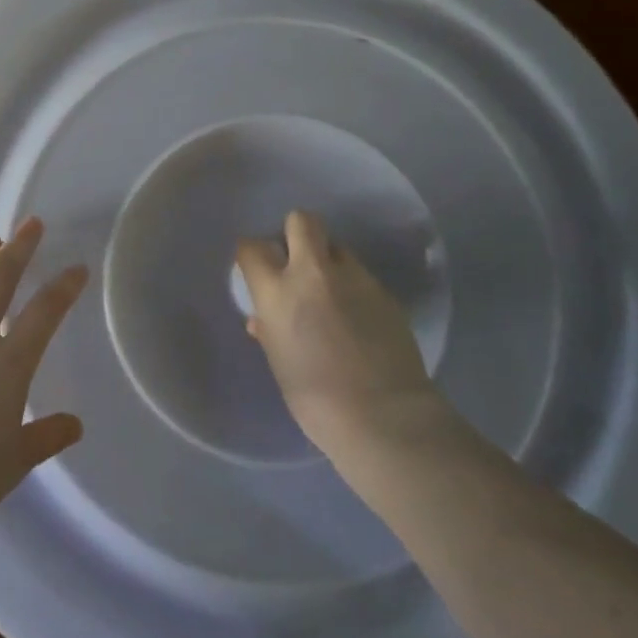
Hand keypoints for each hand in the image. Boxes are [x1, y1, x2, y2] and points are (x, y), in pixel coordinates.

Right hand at [236, 210, 443, 457]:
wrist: (383, 416)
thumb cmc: (316, 399)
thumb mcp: (280, 363)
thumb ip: (270, 331)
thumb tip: (264, 319)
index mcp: (278, 292)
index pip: (252, 248)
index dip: (252, 254)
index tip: (255, 266)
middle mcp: (315, 273)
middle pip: (302, 221)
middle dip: (295, 233)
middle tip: (296, 263)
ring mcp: (355, 279)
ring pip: (337, 248)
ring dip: (329, 262)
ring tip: (332, 294)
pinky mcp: (385, 292)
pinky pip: (361, 276)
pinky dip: (353, 288)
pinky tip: (358, 318)